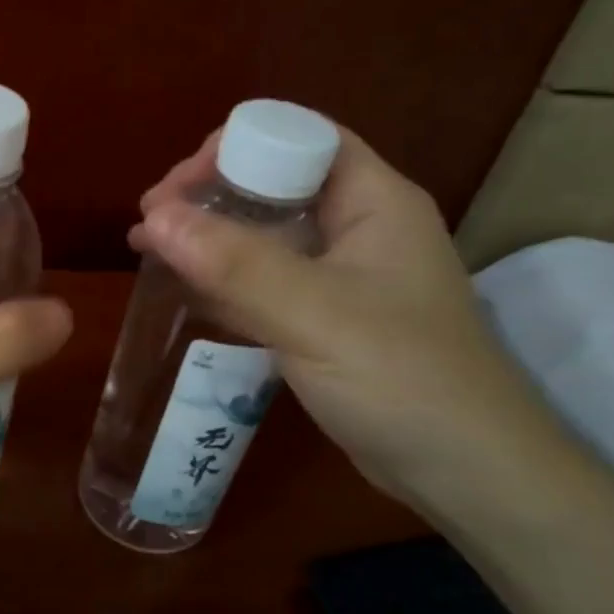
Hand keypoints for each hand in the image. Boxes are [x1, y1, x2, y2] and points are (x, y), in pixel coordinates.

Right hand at [133, 127, 554, 505]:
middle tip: (151, 223)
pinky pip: (264, 282)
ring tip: (148, 249)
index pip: (298, 139)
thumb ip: (235, 265)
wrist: (465, 473)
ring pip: (264, 234)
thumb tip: (154, 218)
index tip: (176, 189)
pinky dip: (221, 280)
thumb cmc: (402, 379)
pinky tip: (181, 290)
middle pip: (274, 183)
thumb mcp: (315, 314)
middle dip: (209, 195)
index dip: (234, 150)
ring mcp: (341, 276)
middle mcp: (358, 227)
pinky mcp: (325, 319)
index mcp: (373, 201)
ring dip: (208, 238)